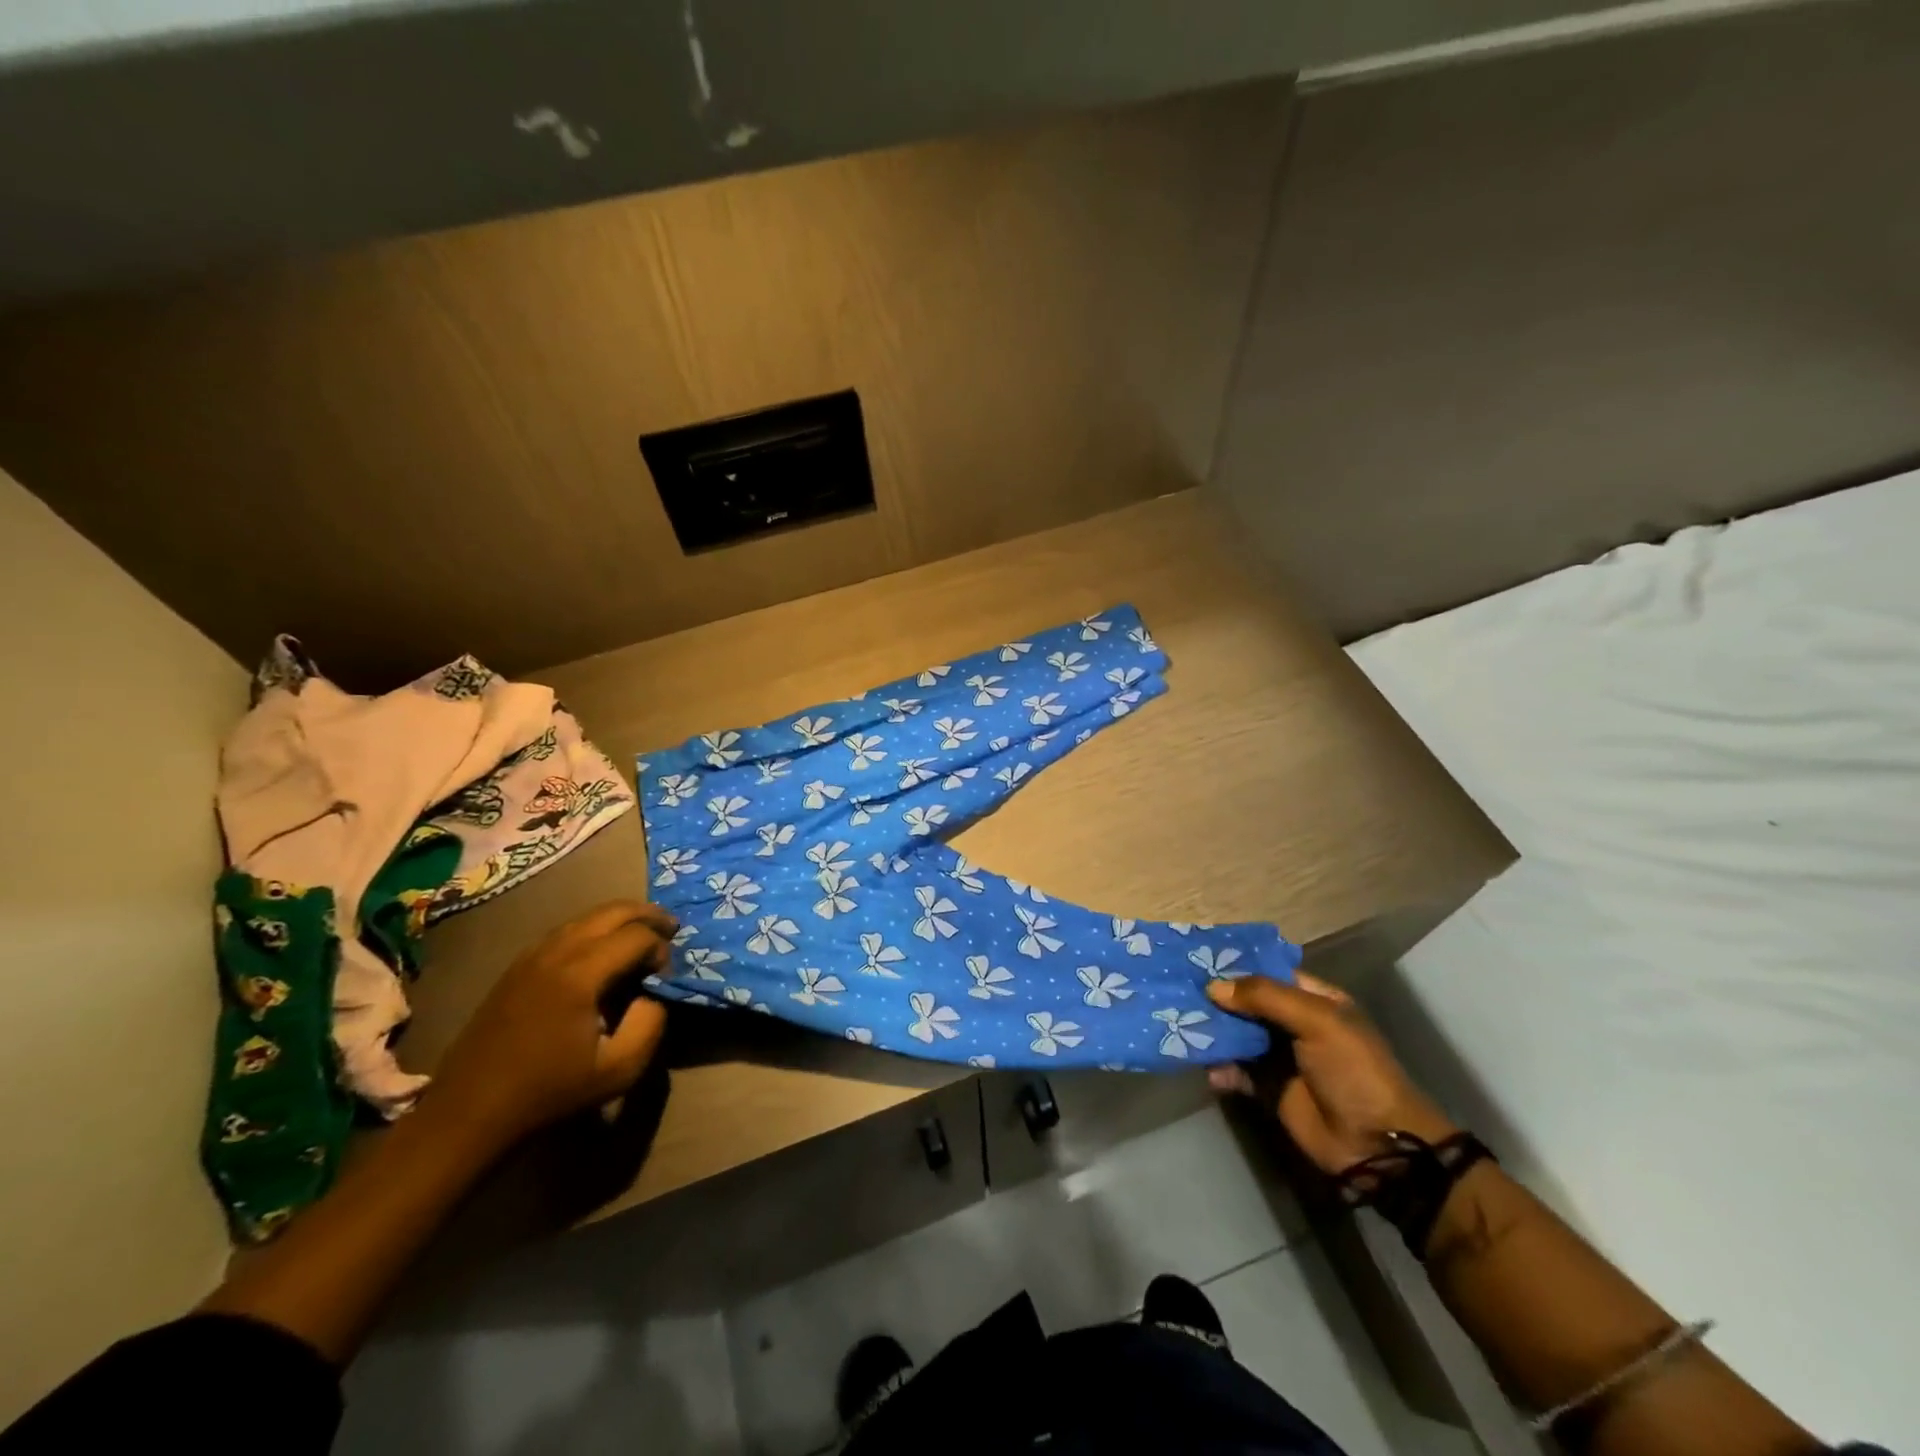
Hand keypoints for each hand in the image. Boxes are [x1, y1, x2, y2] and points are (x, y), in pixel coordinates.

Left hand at [425, 900, 675, 1147]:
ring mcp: (531, 955)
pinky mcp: (517, 966)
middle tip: (671, 931)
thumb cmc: (549, 1092)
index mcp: (580, 974)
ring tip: (643, 938)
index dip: (661, 949)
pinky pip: (566, 930)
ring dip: (621, 920)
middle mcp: (555, 951)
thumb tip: (654, 992)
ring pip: (587, 916)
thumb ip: (651, 1022)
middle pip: (613, 910)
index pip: (637, 935)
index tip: (666, 977)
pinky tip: (603, 953)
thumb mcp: (620, 1069)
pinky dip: (595, 930)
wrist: (471, 1113)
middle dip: (648, 916)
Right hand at [1206, 974, 1455, 1174]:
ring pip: (1237, 1035)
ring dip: (1213, 1033)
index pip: (1267, 972)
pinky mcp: (1268, 1089)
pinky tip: (1208, 1070)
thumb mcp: (1317, 1021)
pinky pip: (1236, 1071)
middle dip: (1216, 999)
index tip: (1197, 959)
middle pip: (1246, 1003)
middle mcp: (1294, 1023)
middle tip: (1177, 991)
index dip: (1236, 966)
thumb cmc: (1353, 1070)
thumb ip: (1265, 997)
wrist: (1376, 1145)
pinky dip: (1219, 1069)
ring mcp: (1280, 1057)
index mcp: (1314, 1000)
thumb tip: (1213, 987)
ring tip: (1181, 1027)